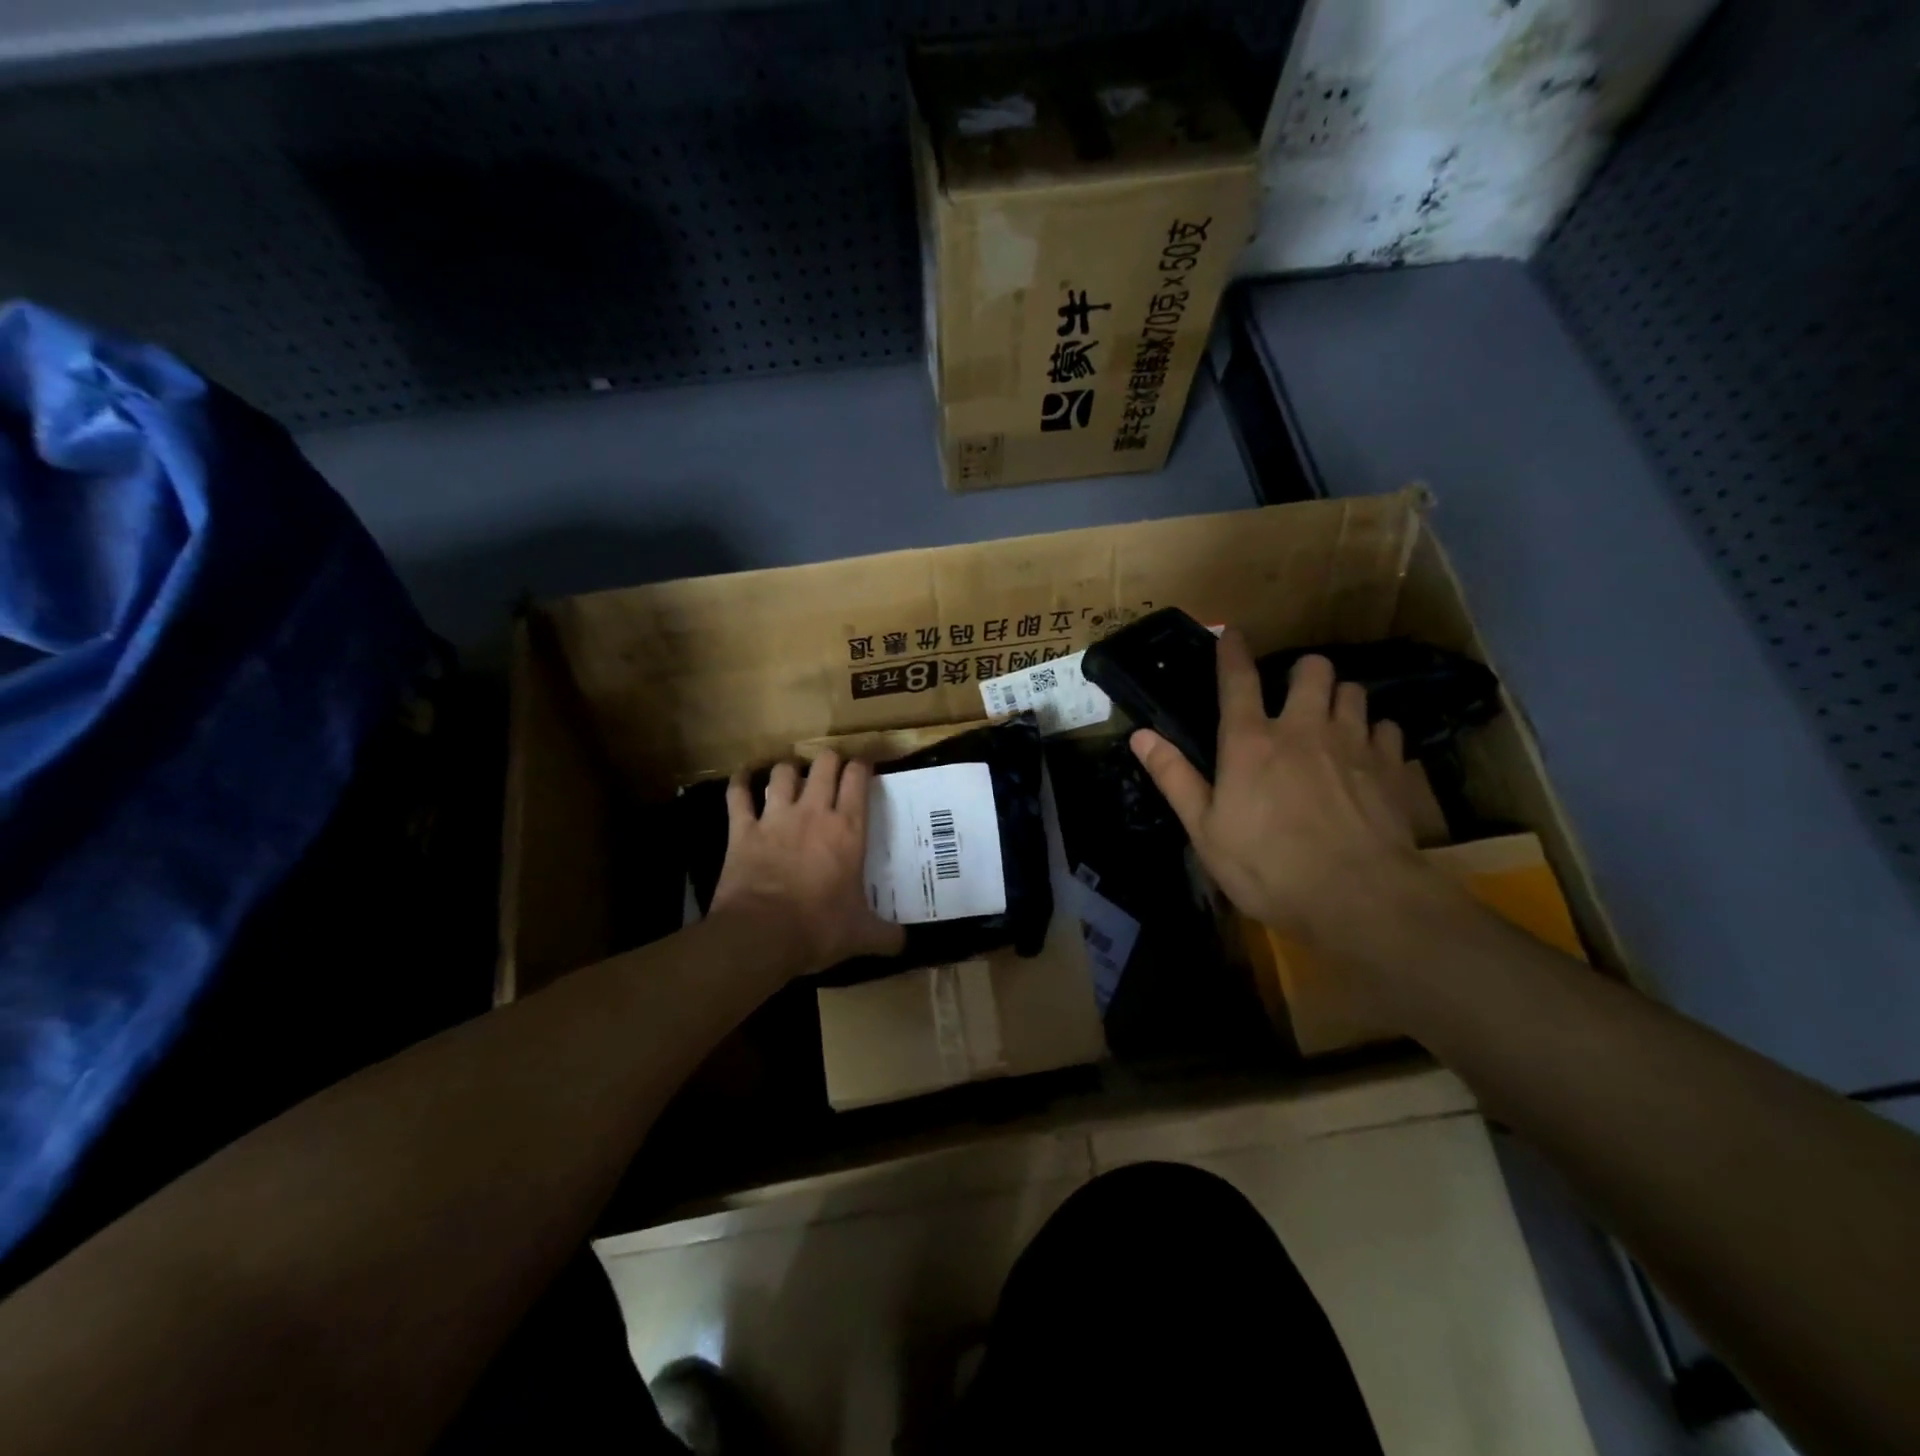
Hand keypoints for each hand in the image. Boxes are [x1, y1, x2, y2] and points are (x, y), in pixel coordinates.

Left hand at [710, 749, 905, 975]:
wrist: (761, 935)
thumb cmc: (818, 928)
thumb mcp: (861, 935)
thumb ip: (886, 936)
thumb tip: (905, 944)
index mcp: (847, 829)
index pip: (858, 779)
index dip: (862, 765)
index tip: (865, 765)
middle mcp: (813, 812)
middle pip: (823, 764)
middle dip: (829, 760)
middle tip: (833, 770)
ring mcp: (774, 817)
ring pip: (782, 773)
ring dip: (788, 770)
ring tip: (792, 775)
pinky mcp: (742, 830)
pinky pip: (738, 795)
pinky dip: (739, 782)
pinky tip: (741, 776)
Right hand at [1129, 630, 1447, 945]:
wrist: (1359, 897)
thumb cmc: (1267, 867)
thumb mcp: (1205, 830)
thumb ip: (1174, 777)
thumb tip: (1140, 735)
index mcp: (1250, 742)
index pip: (1238, 680)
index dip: (1232, 651)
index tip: (1232, 632)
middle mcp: (1303, 729)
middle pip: (1311, 670)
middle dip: (1302, 671)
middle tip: (1294, 694)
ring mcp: (1353, 744)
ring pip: (1353, 691)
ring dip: (1339, 697)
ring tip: (1332, 719)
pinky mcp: (1391, 767)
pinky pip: (1387, 728)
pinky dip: (1376, 733)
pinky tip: (1369, 753)